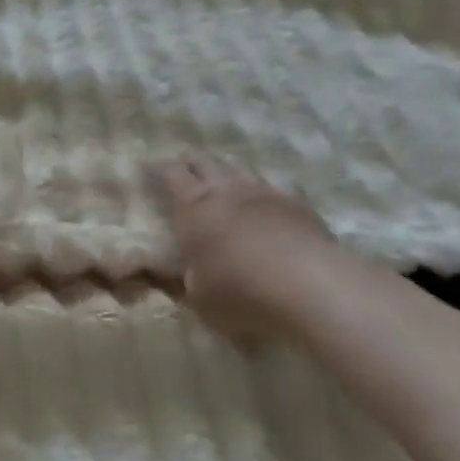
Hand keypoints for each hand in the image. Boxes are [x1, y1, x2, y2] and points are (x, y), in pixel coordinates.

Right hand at [147, 157, 338, 338]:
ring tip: (227, 192)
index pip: (170, 174)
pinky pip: (272, 193)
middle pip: (205, 162)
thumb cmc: (240, 290)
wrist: (309, 284)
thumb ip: (183, 281)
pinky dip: (263, 201)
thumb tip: (171, 273)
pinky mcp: (297, 204)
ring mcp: (264, 192)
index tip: (149, 168)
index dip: (159, 169)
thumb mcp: (198, 298)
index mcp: (194, 205)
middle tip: (187, 175)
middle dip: (193, 165)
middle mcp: (226, 189)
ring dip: (229, 179)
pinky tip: (267, 216)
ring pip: (240, 173)